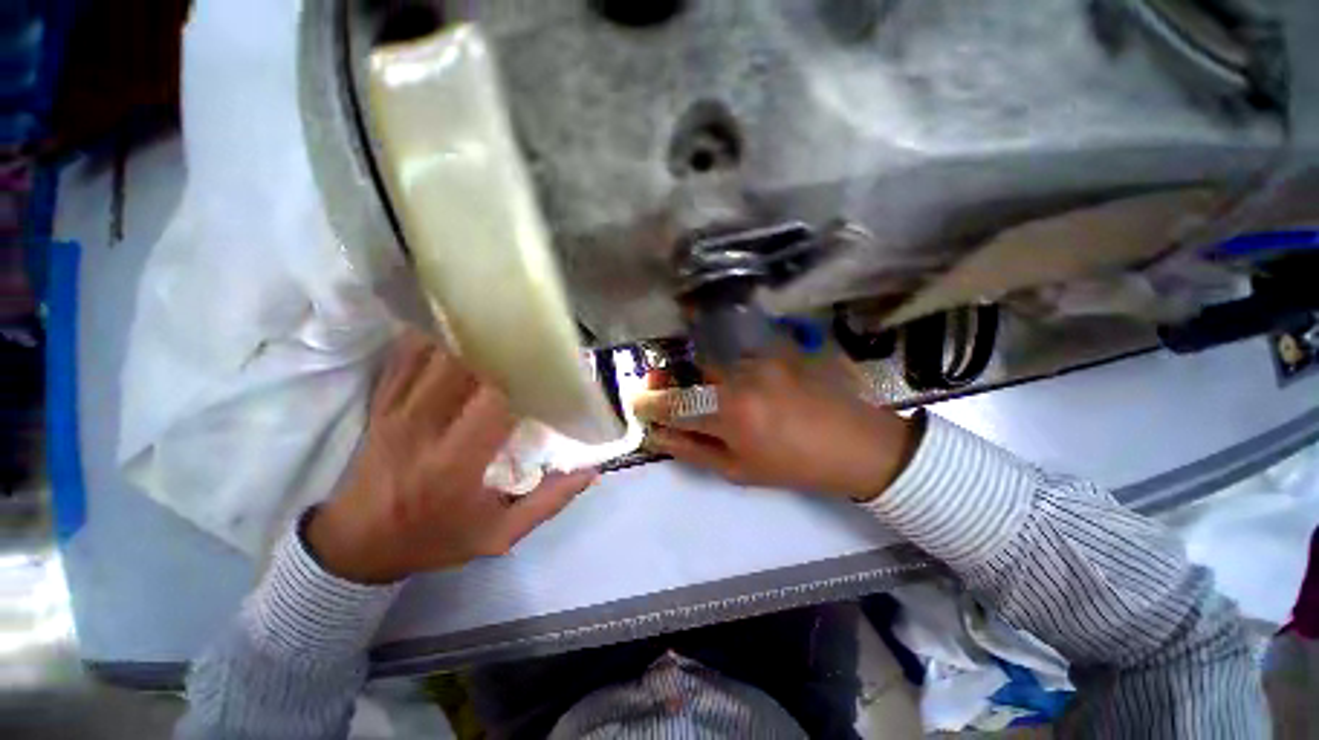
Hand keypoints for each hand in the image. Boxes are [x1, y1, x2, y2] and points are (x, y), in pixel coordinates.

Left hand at [306, 331, 596, 583]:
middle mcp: (423, 427)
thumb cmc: (432, 538)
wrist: (355, 545)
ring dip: (475, 336)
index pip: (497, 401)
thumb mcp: (498, 535)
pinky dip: (438, 336)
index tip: (557, 364)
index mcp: (455, 463)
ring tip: (507, 327)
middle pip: (466, 365)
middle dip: (506, 346)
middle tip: (538, 337)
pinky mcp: (382, 401)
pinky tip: (463, 327)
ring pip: (438, 352)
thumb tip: (592, 472)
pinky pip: (409, 354)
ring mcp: (397, 409)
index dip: (528, 375)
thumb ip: (548, 502)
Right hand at [633, 353, 919, 501]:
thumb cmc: (793, 465)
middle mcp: (741, 376)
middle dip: (673, 380)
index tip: (638, 403)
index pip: (674, 403)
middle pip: (689, 370)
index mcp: (731, 414)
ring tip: (717, 391)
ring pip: (714, 358)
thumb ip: (692, 450)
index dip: (650, 403)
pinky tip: (745, 379)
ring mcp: (762, 357)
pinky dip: (730, 363)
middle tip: (671, 391)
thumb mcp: (738, 470)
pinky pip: (738, 351)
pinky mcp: (778, 348)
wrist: (854, 444)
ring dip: (705, 373)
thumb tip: (657, 435)